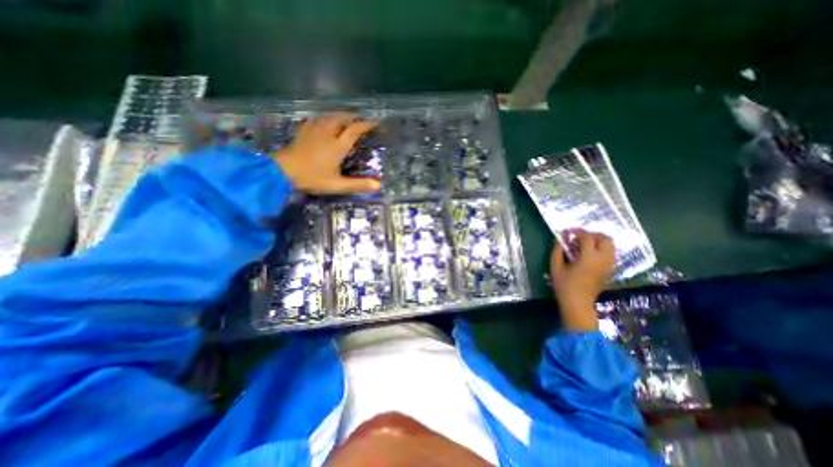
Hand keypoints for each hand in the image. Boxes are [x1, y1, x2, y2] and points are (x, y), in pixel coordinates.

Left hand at [274, 113, 379, 192]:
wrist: (282, 171)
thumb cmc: (312, 178)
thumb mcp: (337, 185)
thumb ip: (358, 185)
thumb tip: (378, 185)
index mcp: (338, 145)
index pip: (355, 130)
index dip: (367, 125)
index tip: (375, 123)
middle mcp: (328, 134)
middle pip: (342, 118)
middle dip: (353, 117)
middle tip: (360, 120)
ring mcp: (314, 130)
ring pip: (329, 116)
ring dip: (340, 116)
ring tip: (345, 118)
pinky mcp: (303, 131)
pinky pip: (317, 119)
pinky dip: (324, 118)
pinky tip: (323, 122)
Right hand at [552, 230, 613, 331]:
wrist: (578, 304)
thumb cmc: (564, 286)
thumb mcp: (556, 267)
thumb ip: (557, 251)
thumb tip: (559, 239)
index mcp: (589, 258)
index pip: (588, 237)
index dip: (577, 232)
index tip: (568, 232)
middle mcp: (603, 260)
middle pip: (605, 239)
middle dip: (591, 235)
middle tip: (578, 238)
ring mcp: (609, 265)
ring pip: (610, 246)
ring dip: (598, 241)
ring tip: (584, 245)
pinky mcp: (610, 271)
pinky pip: (610, 254)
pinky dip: (601, 249)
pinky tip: (589, 254)